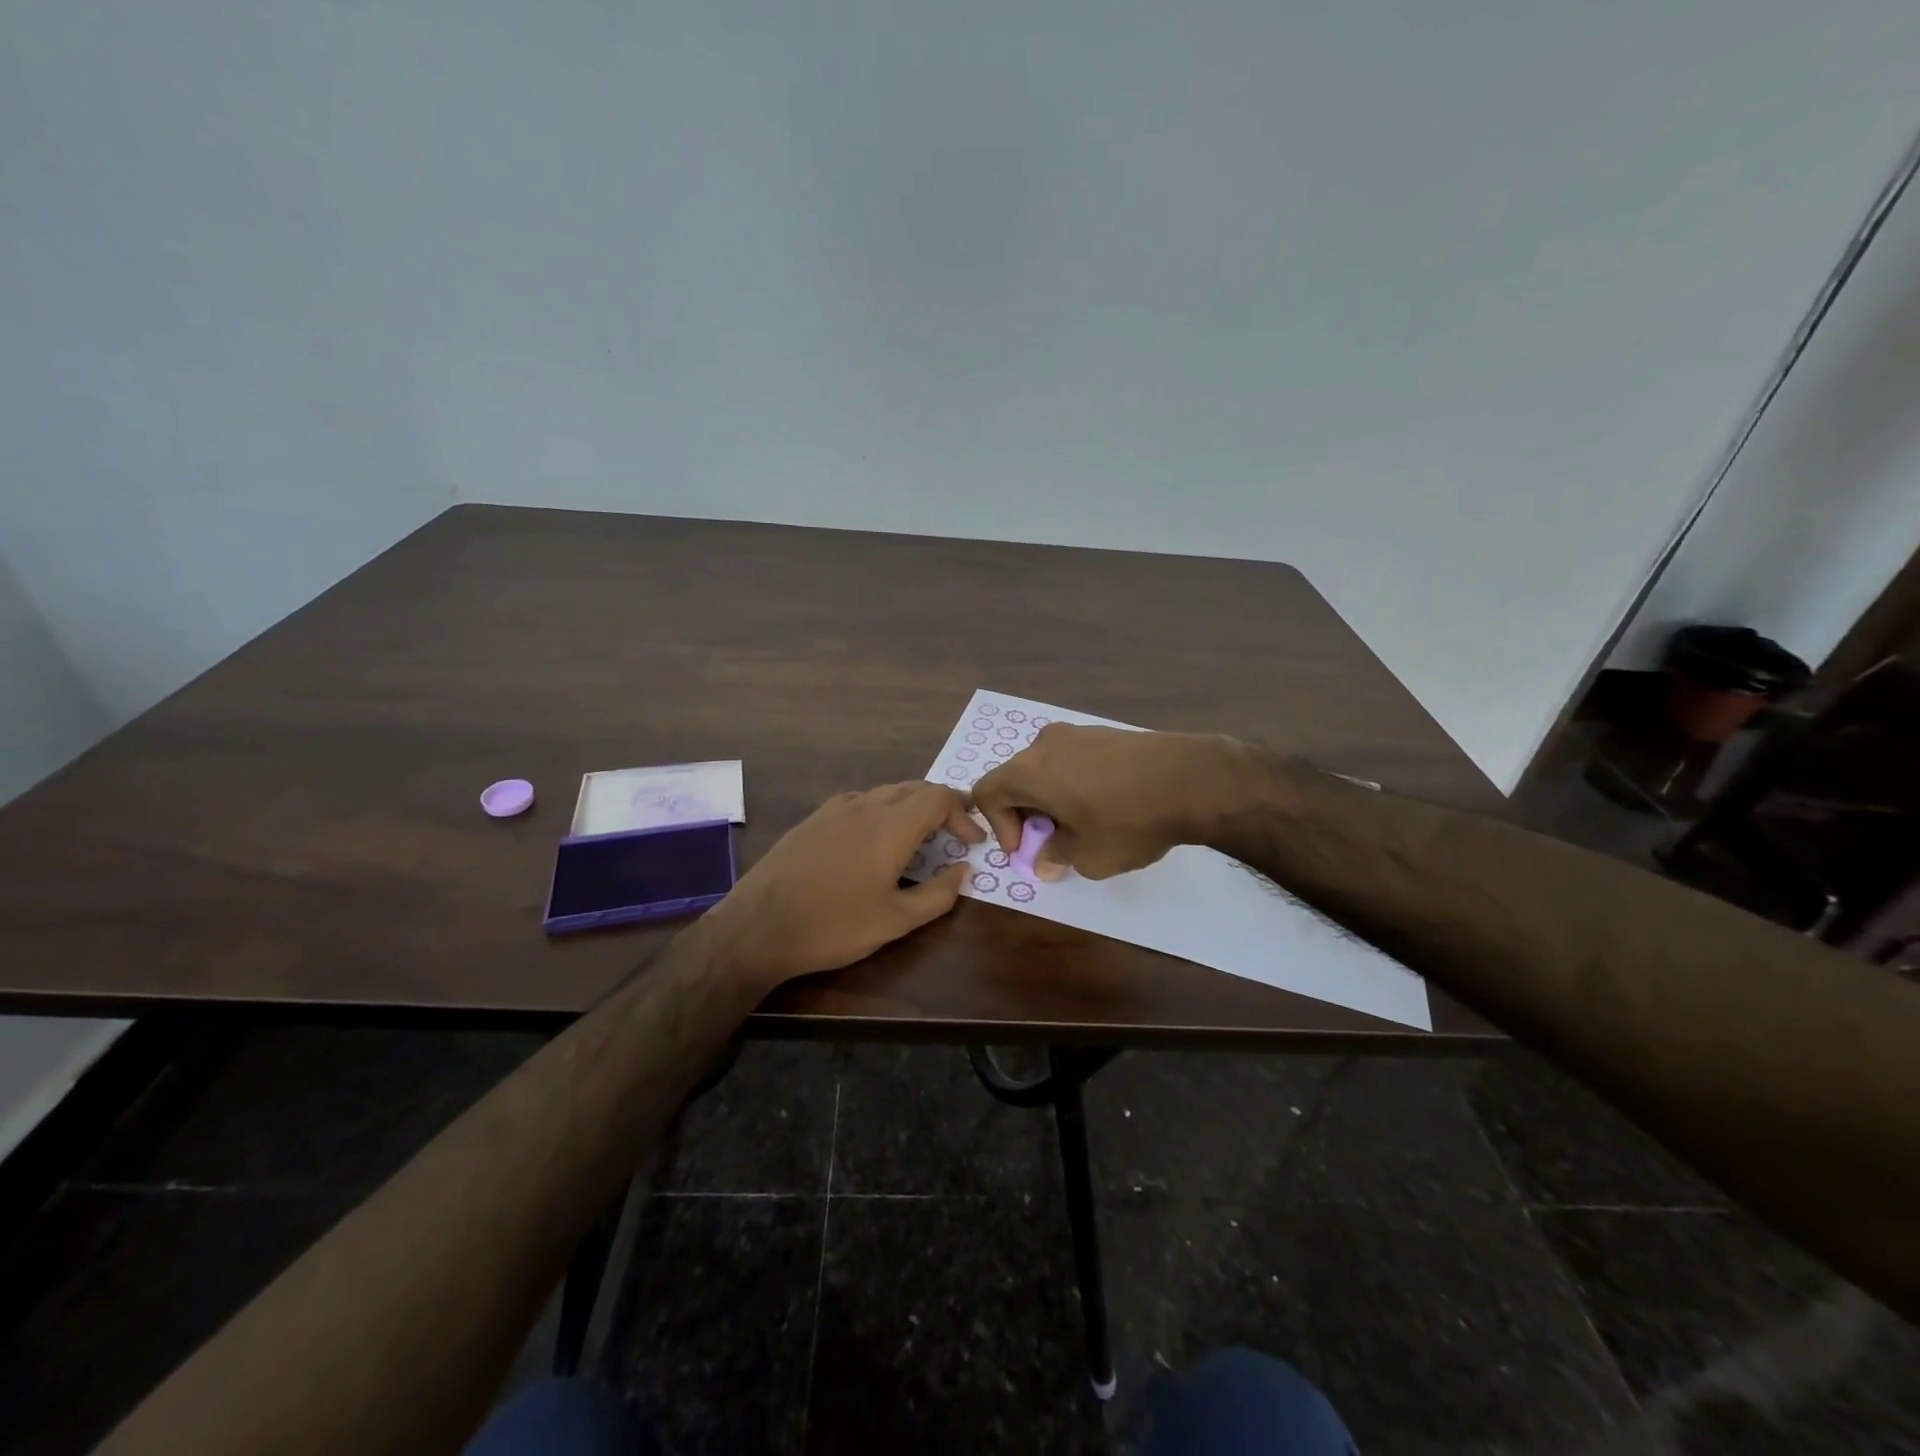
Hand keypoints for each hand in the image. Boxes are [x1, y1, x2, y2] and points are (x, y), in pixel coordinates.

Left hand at [710, 782, 983, 986]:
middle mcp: (865, 805)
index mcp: (891, 825)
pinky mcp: (813, 818)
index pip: (939, 797)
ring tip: (920, 837)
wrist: (758, 926)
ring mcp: (835, 808)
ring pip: (886, 792)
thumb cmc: (834, 926)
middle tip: (955, 834)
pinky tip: (875, 839)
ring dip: (911, 807)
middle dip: (941, 807)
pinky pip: (860, 801)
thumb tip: (963, 870)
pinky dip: (882, 810)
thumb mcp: (895, 921)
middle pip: (915, 788)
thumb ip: (938, 894)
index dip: (962, 814)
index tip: (972, 841)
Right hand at [969, 724, 1251, 879]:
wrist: (1191, 779)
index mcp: (1029, 770)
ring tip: (1082, 824)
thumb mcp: (1087, 855)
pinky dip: (1075, 783)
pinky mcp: (1106, 732)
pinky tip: (1107, 804)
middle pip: (1017, 778)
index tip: (1027, 849)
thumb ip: (1056, 855)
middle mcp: (1046, 744)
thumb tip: (1045, 860)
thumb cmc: (1127, 821)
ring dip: (1052, 798)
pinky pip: (1074, 760)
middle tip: (1052, 841)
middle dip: (1027, 813)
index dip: (999, 826)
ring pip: (1047, 768)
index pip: (988, 792)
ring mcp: (1078, 733)